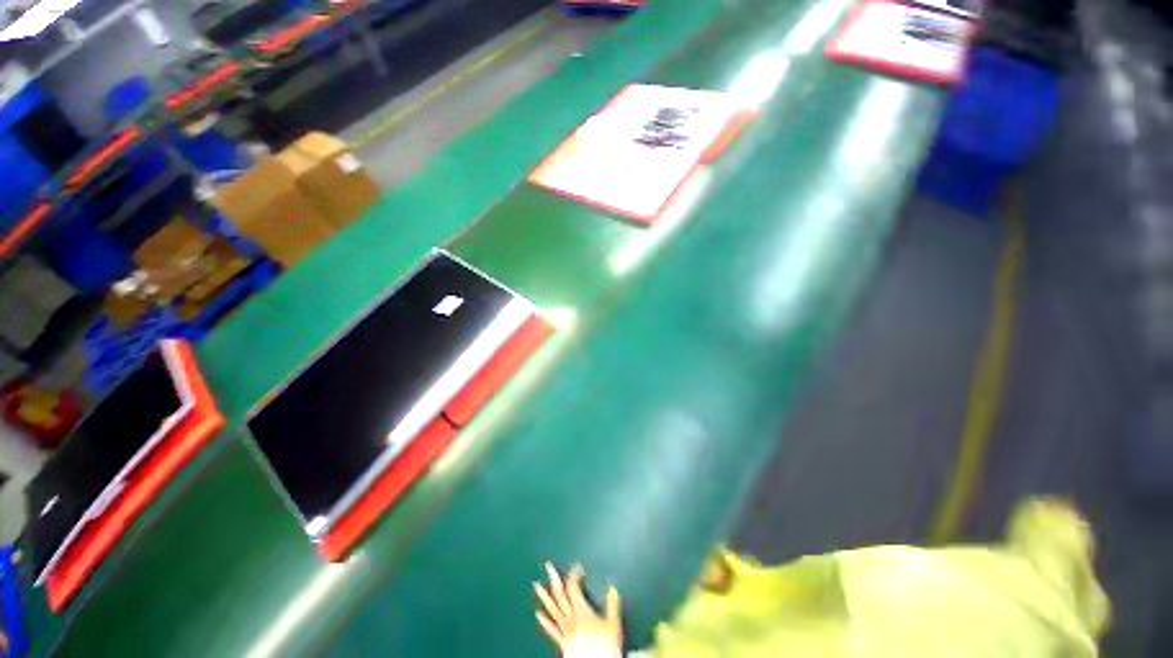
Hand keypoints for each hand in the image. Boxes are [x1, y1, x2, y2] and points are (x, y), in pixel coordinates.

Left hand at [534, 562, 622, 657]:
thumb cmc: (605, 647)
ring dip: (544, 597)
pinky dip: (544, 621)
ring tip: (537, 585)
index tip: (576, 567)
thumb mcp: (613, 623)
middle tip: (548, 567)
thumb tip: (612, 589)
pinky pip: (551, 630)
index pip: (574, 588)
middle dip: (554, 580)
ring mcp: (565, 630)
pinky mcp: (562, 642)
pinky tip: (538, 613)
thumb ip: (612, 605)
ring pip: (553, 610)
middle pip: (560, 595)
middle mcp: (571, 619)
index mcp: (582, 611)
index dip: (574, 575)